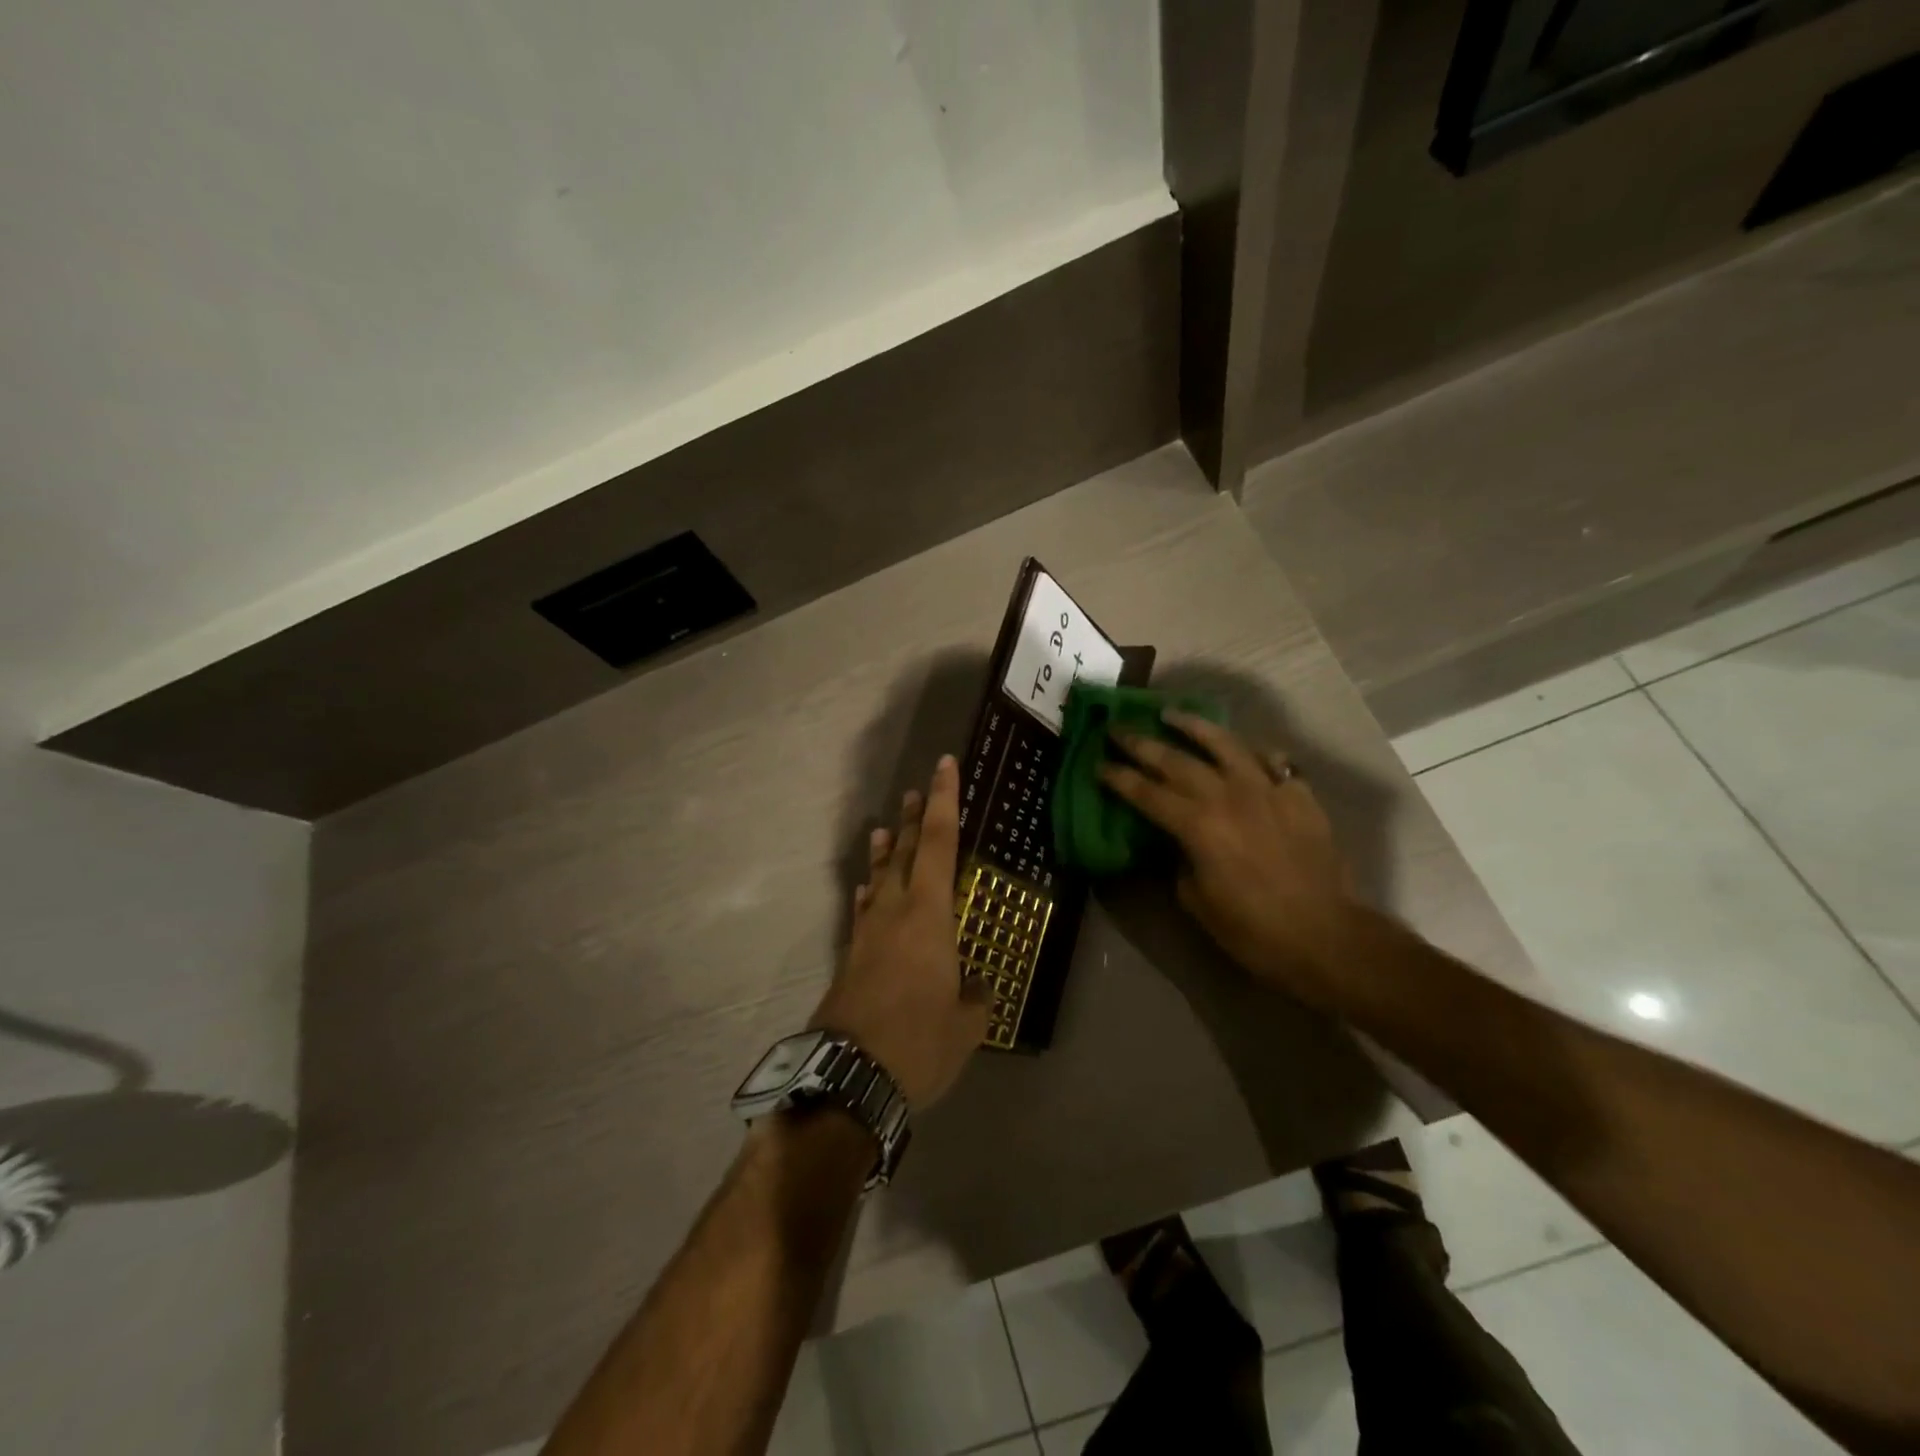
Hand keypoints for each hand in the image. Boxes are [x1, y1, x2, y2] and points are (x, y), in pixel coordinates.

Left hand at [812, 756, 989, 1108]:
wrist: (848, 1077)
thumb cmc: (918, 1042)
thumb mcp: (966, 1024)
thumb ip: (974, 997)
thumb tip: (974, 987)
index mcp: (928, 915)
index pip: (941, 843)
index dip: (945, 802)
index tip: (945, 767)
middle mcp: (895, 912)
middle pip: (905, 851)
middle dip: (914, 818)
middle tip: (917, 789)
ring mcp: (867, 933)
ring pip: (878, 878)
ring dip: (885, 850)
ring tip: (885, 827)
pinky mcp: (850, 956)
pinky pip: (862, 910)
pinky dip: (867, 892)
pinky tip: (865, 890)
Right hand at [1098, 712, 1360, 1006]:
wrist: (1325, 936)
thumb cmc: (1252, 929)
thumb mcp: (1197, 901)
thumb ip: (1180, 861)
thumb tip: (1178, 843)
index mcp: (1197, 826)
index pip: (1146, 793)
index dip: (1118, 777)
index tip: (1098, 763)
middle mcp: (1228, 797)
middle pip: (1177, 761)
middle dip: (1142, 744)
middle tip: (1119, 729)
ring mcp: (1267, 790)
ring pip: (1225, 744)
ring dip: (1194, 726)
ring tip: (1171, 714)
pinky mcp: (1298, 795)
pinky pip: (1272, 762)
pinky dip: (1253, 753)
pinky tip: (1243, 751)